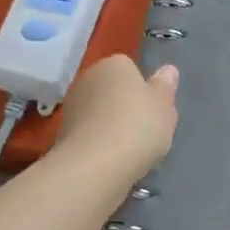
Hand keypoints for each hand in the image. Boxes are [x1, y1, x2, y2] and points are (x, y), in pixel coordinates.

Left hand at [54, 54, 179, 179]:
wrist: (94, 166)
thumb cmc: (137, 127)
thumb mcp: (165, 106)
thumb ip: (165, 87)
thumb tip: (167, 70)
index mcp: (115, 64)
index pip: (130, 68)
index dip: (143, 89)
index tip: (152, 109)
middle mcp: (89, 77)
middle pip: (112, 89)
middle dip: (124, 106)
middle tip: (143, 130)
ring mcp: (72, 105)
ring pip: (98, 112)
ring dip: (109, 126)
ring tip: (127, 150)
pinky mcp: (61, 133)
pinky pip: (88, 134)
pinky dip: (97, 143)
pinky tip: (110, 160)